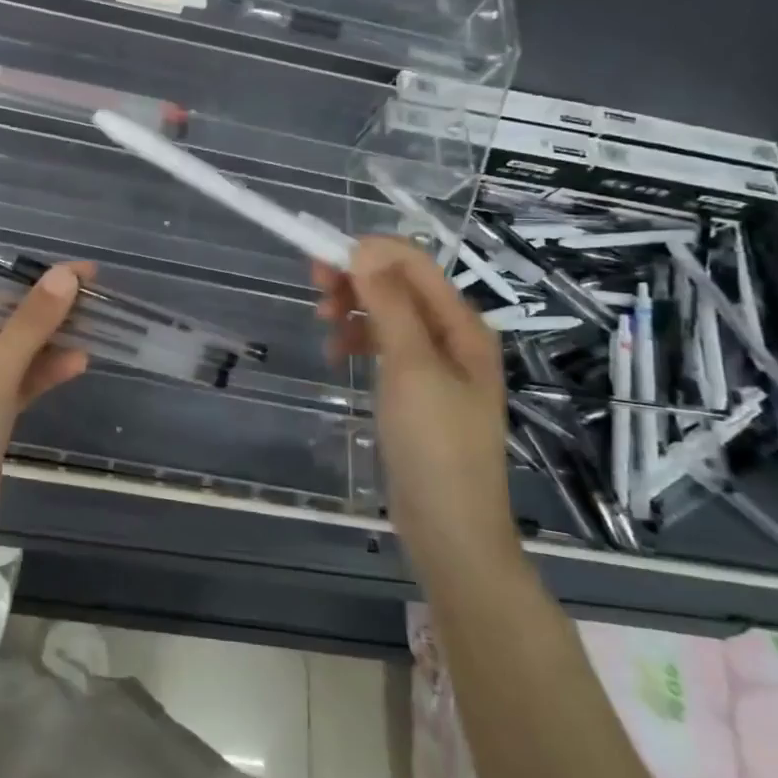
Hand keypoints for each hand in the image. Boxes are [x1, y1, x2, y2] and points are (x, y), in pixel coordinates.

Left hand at [0, 263, 92, 574]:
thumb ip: (30, 325)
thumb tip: (65, 274)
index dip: (40, 284)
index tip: (85, 273)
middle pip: (8, 327)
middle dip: (50, 314)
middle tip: (98, 298)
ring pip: (16, 358)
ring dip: (51, 346)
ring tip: (96, 330)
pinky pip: (18, 388)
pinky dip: (43, 376)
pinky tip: (77, 364)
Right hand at [314, 237, 512, 553]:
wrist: (450, 528)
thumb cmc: (435, 444)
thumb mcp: (411, 368)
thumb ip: (390, 305)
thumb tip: (365, 249)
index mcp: (462, 325)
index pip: (414, 265)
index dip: (368, 254)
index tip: (321, 263)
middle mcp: (452, 337)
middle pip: (399, 286)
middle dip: (357, 281)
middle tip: (314, 291)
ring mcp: (435, 365)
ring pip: (388, 315)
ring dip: (354, 311)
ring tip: (323, 328)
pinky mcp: (416, 390)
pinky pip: (384, 346)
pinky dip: (358, 341)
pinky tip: (338, 356)